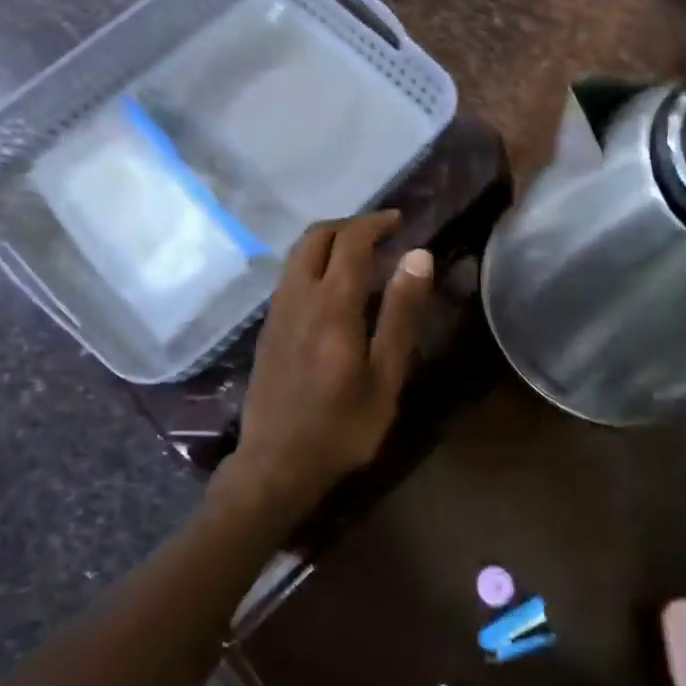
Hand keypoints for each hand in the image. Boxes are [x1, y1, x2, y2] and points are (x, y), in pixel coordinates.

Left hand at [219, 212, 434, 520]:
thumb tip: (417, 256)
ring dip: (328, 242)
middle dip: (349, 225)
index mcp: (331, 304)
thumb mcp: (385, 375)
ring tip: (361, 256)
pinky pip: (290, 276)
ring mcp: (277, 311)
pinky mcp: (268, 328)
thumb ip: (401, 313)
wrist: (276, 465)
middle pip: (315, 237)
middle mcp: (298, 296)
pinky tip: (334, 288)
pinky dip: (314, 263)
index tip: (399, 220)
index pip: (350, 241)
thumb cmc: (342, 426)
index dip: (375, 223)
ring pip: (298, 254)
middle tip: (381, 233)